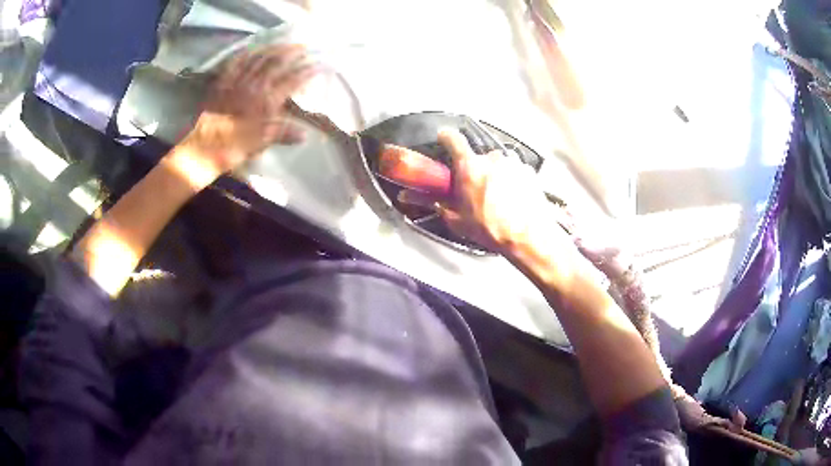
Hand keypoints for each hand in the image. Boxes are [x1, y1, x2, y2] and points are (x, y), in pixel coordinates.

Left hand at [182, 44, 316, 175]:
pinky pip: (236, 62)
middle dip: (293, 53)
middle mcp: (254, 86)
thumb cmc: (234, 148)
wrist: (204, 150)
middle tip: (304, 48)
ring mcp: (237, 81)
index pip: (293, 80)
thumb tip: (304, 134)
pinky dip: (246, 54)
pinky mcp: (222, 82)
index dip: (307, 71)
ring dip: (273, 49)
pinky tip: (252, 50)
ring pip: (258, 58)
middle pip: (277, 62)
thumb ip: (283, 134)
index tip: (318, 66)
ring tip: (283, 44)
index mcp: (267, 101)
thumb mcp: (262, 143)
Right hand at [434, 129, 564, 252]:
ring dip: (495, 177)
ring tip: (496, 201)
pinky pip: (514, 172)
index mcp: (469, 167)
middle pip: (478, 158)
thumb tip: (435, 204)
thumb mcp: (459, 222)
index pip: (454, 139)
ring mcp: (512, 163)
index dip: (447, 137)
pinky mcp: (528, 171)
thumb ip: (443, 207)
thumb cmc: (494, 229)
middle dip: (475, 171)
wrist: (528, 236)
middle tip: (475, 191)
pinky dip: (512, 182)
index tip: (445, 138)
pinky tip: (511, 201)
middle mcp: (491, 159)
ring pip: (497, 166)